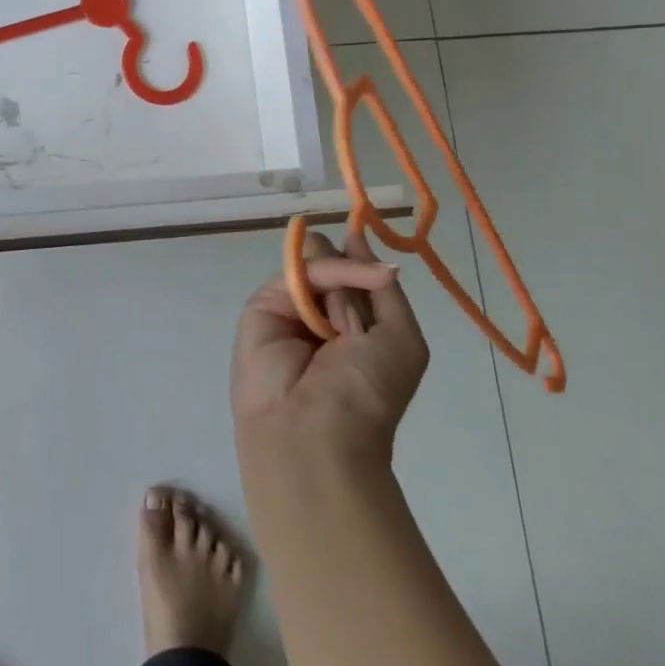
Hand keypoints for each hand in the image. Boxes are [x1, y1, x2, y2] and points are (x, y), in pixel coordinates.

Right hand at [231, 230, 428, 457]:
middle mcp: (322, 311)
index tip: (367, 237)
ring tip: (344, 326)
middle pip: (336, 261)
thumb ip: (384, 289)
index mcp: (355, 323)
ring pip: (316, 261)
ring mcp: (291, 305)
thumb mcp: (401, 339)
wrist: (314, 428)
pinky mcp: (263, 303)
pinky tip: (334, 307)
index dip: (364, 259)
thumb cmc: (367, 393)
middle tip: (361, 303)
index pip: (359, 274)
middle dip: (352, 269)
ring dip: (339, 279)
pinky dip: (322, 277)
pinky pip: (297, 272)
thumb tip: (359, 238)